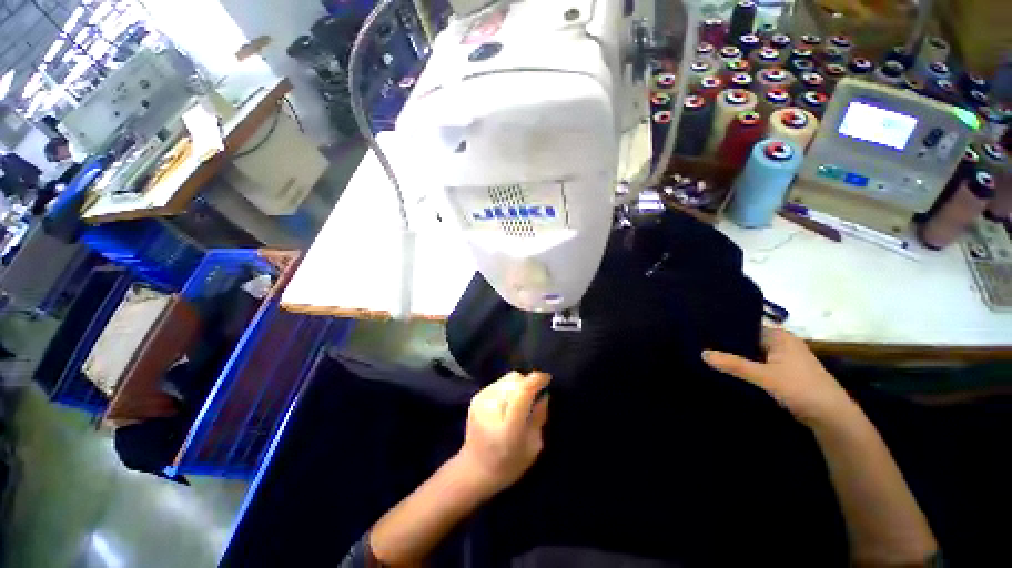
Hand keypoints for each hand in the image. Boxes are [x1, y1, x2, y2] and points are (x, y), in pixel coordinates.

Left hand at [455, 371, 549, 494]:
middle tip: (537, 396)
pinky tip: (512, 402)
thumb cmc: (509, 466)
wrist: (474, 470)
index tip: (549, 380)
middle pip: (514, 380)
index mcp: (508, 425)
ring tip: (525, 400)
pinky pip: (498, 384)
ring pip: (506, 379)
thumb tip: (544, 396)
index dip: (537, 380)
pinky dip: (509, 388)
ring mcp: (480, 402)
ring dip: (519, 385)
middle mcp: (491, 409)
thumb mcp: (533, 447)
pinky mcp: (474, 400)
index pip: (522, 391)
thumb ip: (538, 419)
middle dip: (528, 383)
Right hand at [703, 327, 853, 425]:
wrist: (826, 410)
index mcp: (780, 335)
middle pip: (755, 343)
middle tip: (707, 355)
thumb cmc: (797, 387)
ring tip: (718, 368)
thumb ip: (736, 366)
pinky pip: (768, 370)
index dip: (730, 333)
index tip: (705, 338)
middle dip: (736, 350)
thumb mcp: (764, 377)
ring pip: (762, 358)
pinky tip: (742, 383)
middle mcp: (785, 342)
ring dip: (746, 364)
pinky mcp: (791, 375)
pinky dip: (756, 375)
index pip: (750, 327)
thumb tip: (704, 353)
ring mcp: (789, 359)